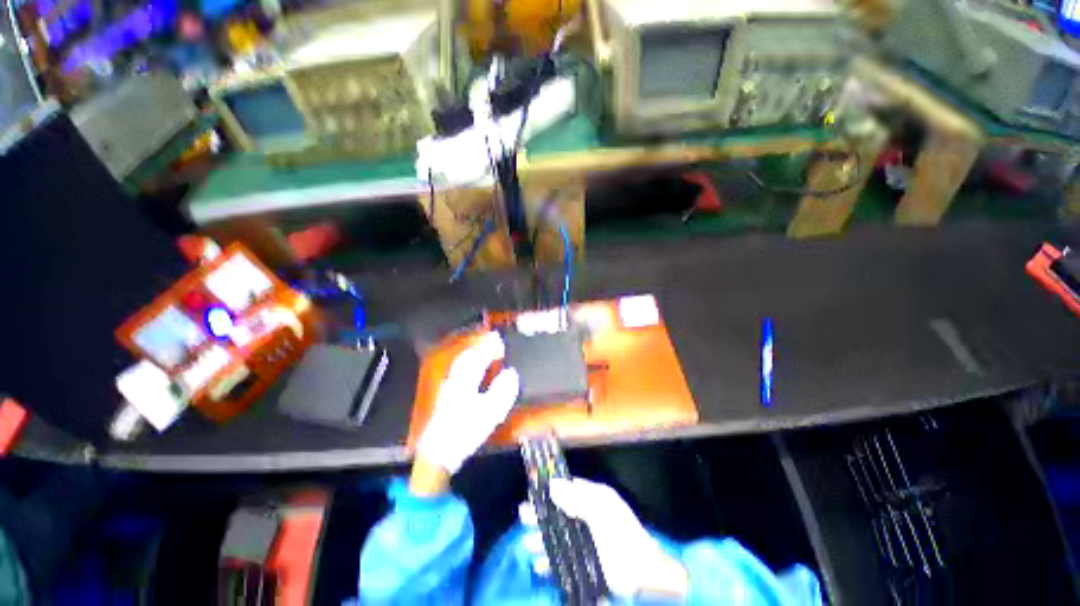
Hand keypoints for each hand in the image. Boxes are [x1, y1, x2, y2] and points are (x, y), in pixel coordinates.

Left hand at [413, 332, 519, 491]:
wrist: (438, 453)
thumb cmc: (466, 431)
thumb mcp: (490, 413)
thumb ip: (502, 391)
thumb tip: (511, 372)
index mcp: (465, 381)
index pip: (479, 357)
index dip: (490, 347)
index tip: (500, 339)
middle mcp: (455, 379)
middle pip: (467, 357)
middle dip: (481, 346)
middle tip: (494, 340)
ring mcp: (448, 387)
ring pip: (461, 363)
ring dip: (474, 353)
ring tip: (485, 349)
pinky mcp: (446, 395)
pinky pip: (459, 371)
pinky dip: (468, 363)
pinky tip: (473, 368)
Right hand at [521, 478, 688, 599]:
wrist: (644, 577)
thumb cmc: (623, 537)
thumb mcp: (601, 511)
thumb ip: (578, 498)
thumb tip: (552, 485)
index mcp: (594, 499)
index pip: (569, 488)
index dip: (551, 488)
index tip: (533, 490)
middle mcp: (587, 517)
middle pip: (559, 512)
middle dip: (541, 514)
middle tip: (523, 515)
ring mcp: (585, 541)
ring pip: (557, 536)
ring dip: (541, 539)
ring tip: (528, 543)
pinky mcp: (584, 564)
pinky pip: (561, 559)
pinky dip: (549, 561)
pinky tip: (539, 564)